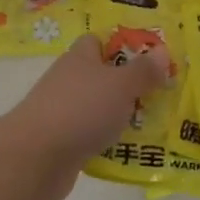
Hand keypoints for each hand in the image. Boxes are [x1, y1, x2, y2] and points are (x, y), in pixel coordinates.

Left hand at [2, 35, 171, 199]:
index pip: (99, 41)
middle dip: (131, 85)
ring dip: (123, 116)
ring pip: (100, 109)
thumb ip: (143, 70)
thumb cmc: (80, 110)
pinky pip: (94, 137)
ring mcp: (64, 113)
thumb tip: (162, 52)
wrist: (35, 158)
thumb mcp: (120, 85)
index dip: (124, 45)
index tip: (151, 57)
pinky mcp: (63, 143)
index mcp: (80, 58)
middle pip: (103, 77)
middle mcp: (70, 81)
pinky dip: (111, 143)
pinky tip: (134, 152)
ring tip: (158, 124)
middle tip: (163, 93)